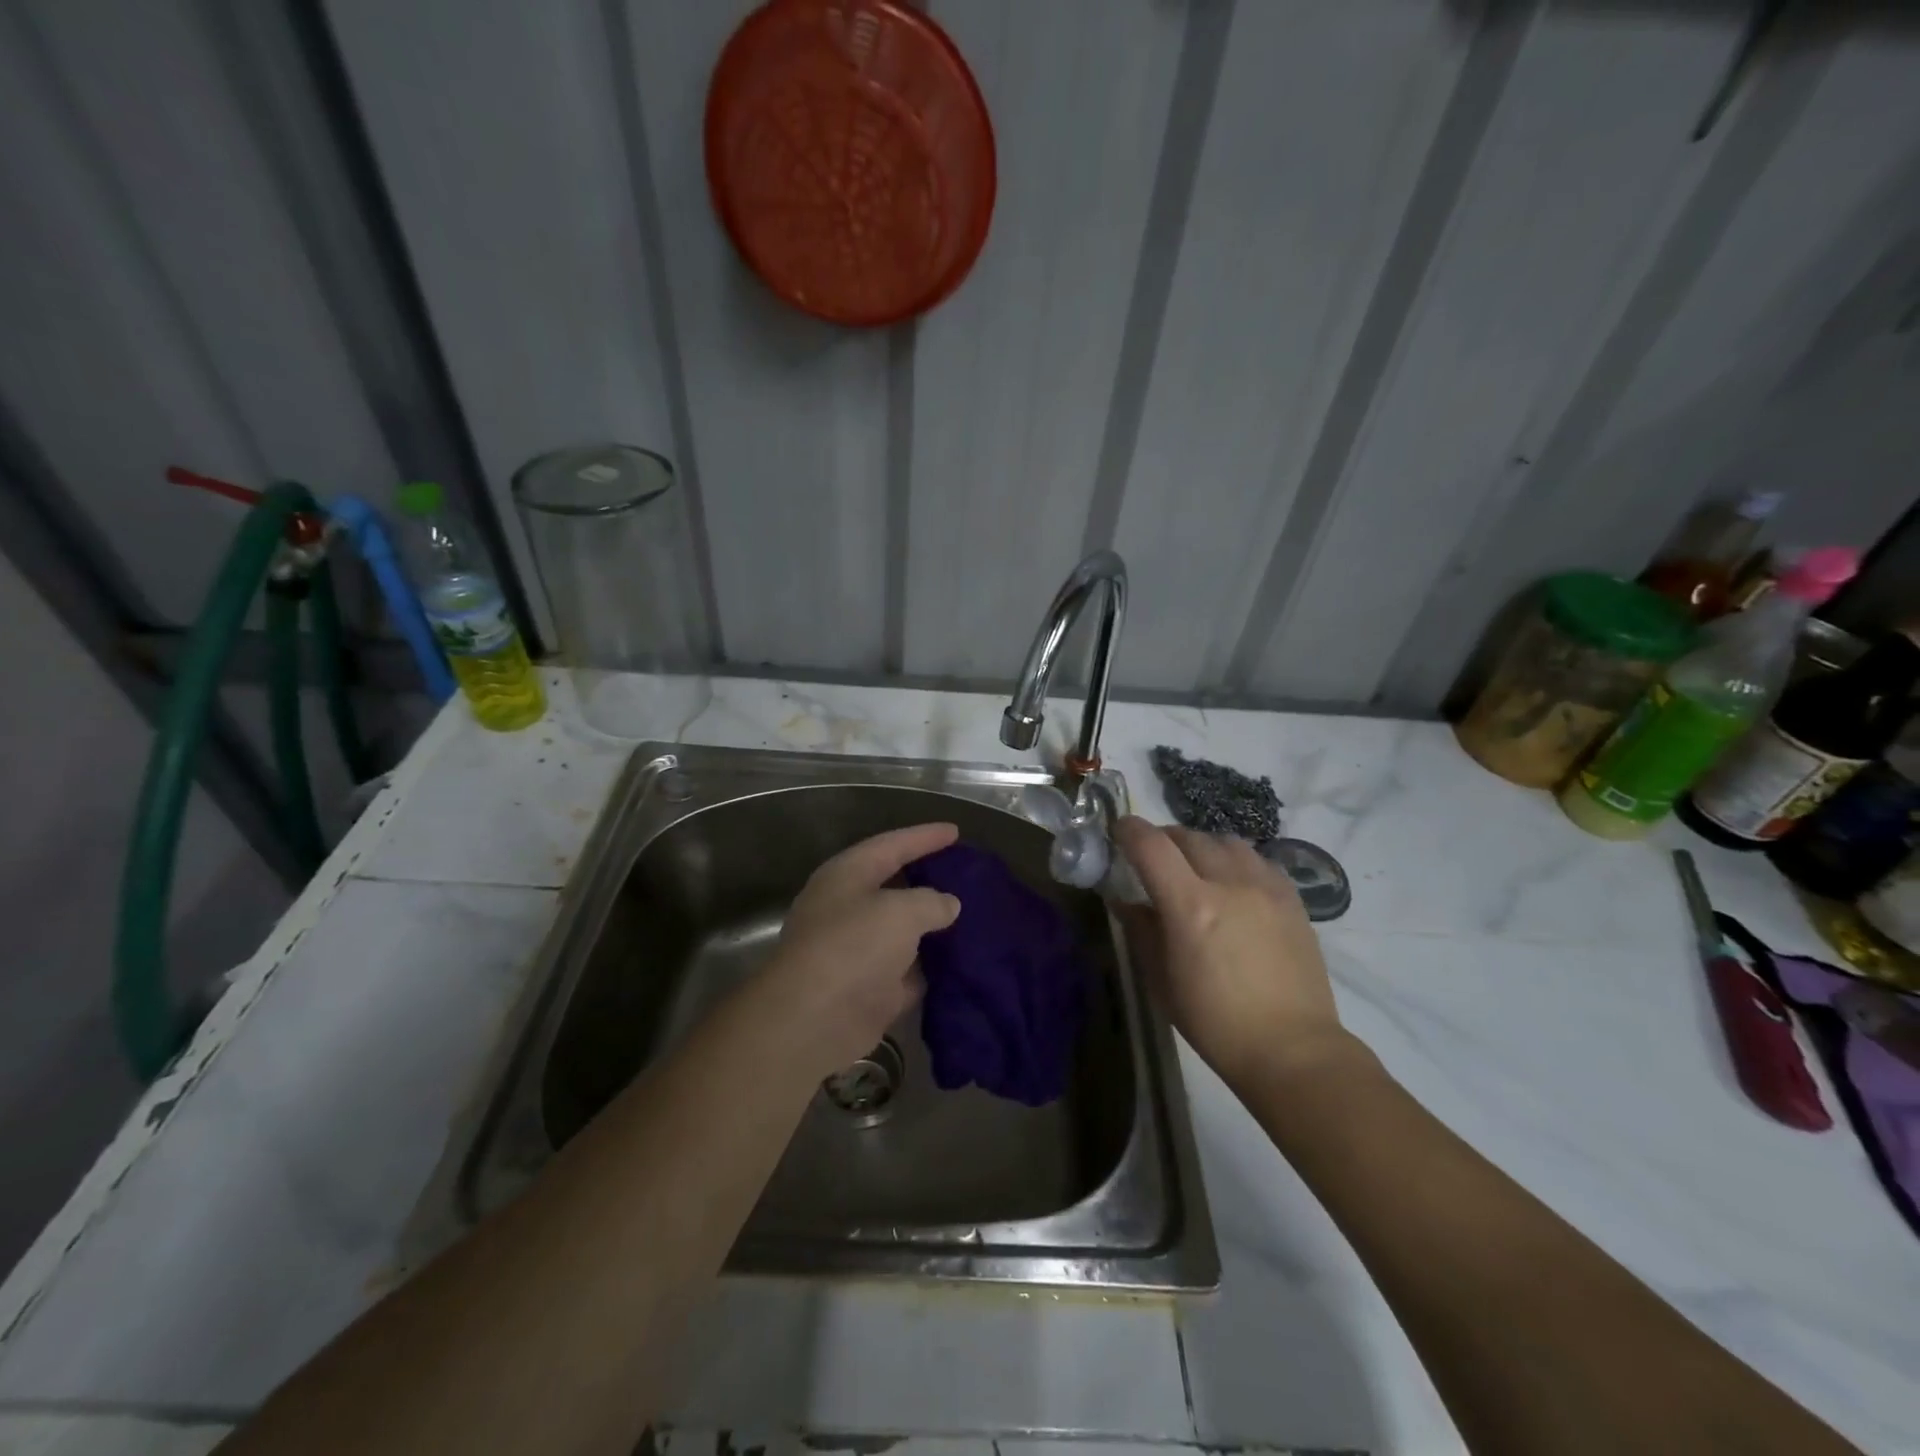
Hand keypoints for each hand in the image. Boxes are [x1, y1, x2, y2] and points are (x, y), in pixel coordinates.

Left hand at [755, 822, 962, 1083]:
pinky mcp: (867, 990)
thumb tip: (947, 904)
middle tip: (965, 875)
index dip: (925, 837)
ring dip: (932, 928)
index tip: (956, 831)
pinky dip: (929, 968)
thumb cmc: (854, 947)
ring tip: (972, 917)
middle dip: (928, 881)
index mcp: (847, 875)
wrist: (813, 1020)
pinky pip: (906, 971)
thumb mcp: (901, 912)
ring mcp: (856, 951)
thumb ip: (931, 901)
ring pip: (902, 932)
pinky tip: (961, 963)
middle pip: (894, 887)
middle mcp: (847, 908)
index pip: (892, 845)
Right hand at [1114, 817, 1344, 1091]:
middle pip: (1188, 836)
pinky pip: (1258, 859)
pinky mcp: (1292, 899)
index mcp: (1191, 906)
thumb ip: (1141, 931)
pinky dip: (1236, 860)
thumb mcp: (1162, 981)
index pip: (1152, 845)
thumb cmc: (1215, 1023)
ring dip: (1201, 846)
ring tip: (1195, 866)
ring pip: (1226, 841)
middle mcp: (1230, 884)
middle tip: (1153, 856)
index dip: (1129, 830)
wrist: (1292, 1049)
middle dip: (1163, 838)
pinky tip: (1233, 883)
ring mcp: (1266, 888)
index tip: (1118, 830)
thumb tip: (1125, 900)